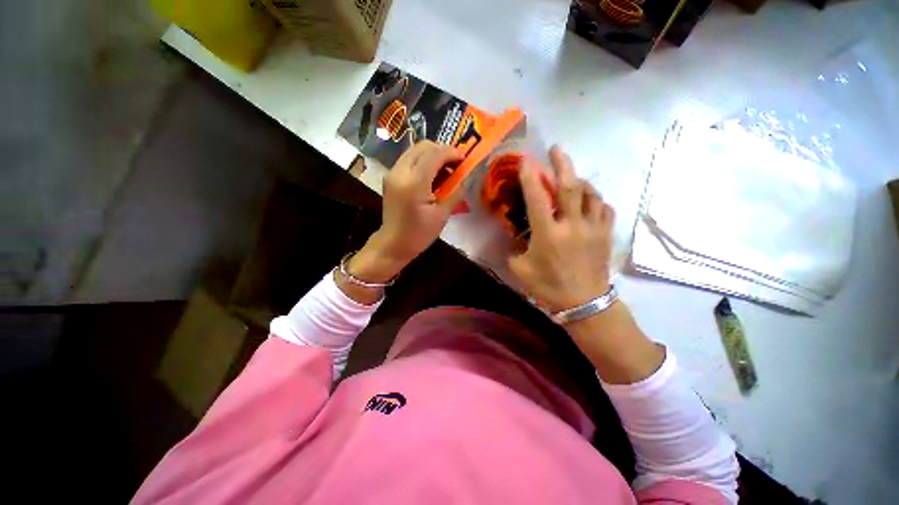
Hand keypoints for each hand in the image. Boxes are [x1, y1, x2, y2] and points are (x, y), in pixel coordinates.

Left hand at [350, 141, 463, 283]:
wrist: (393, 244)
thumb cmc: (419, 234)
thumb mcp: (441, 215)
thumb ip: (455, 192)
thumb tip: (466, 177)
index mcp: (414, 183)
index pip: (435, 154)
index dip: (452, 153)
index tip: (465, 159)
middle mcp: (400, 172)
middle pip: (423, 146)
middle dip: (442, 151)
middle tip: (455, 165)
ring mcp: (392, 173)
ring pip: (415, 150)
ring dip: (432, 155)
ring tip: (445, 171)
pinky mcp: (390, 177)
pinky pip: (409, 159)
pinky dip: (423, 161)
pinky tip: (432, 176)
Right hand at [509, 146, 615, 312]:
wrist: (584, 303)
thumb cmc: (548, 287)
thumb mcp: (520, 270)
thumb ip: (513, 249)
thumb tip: (513, 236)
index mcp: (548, 234)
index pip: (537, 198)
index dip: (530, 176)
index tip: (526, 160)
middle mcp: (572, 225)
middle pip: (570, 186)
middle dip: (562, 164)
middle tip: (556, 150)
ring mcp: (593, 228)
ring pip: (590, 193)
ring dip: (579, 180)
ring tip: (572, 177)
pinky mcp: (605, 234)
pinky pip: (604, 208)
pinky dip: (595, 199)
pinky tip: (589, 200)